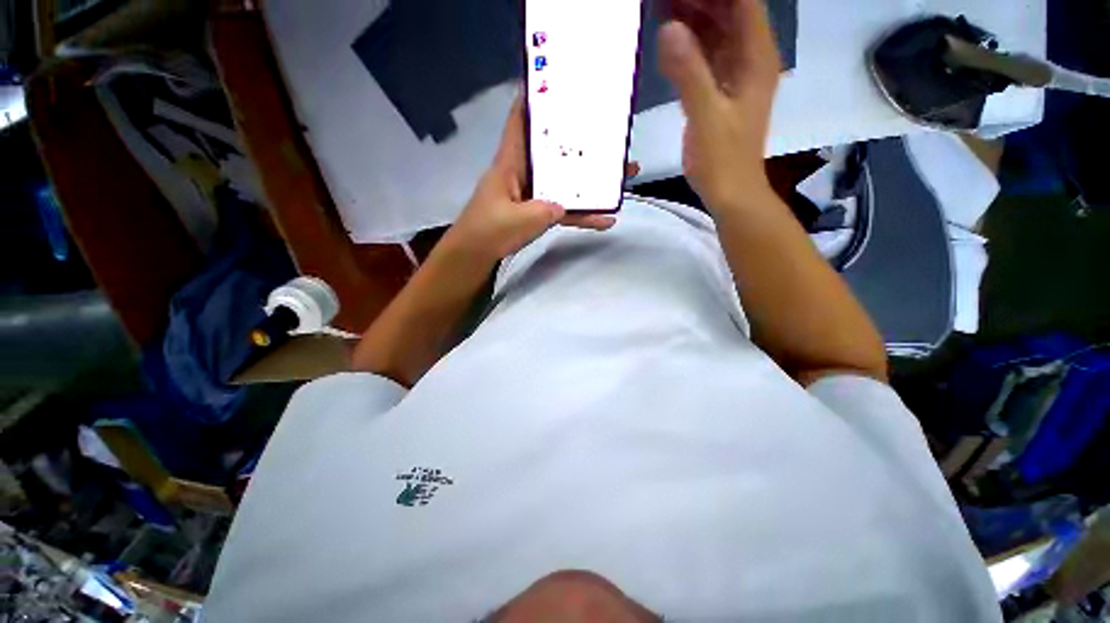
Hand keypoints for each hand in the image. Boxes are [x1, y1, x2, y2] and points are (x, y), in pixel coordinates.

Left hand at [446, 96, 636, 262]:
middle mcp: (524, 172)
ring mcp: (533, 194)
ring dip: (592, 180)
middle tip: (610, 135)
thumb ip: (544, 211)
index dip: (535, 99)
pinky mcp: (538, 213)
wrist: (476, 256)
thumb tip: (564, 206)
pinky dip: (582, 214)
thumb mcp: (517, 220)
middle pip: (555, 151)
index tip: (558, 82)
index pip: (521, 121)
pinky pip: (564, 209)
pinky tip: (605, 219)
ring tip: (623, 175)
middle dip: (582, 143)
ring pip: (566, 181)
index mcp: (511, 162)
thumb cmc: (488, 231)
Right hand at [658, 0, 780, 210]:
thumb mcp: (706, 117)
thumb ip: (689, 73)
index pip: (742, 4)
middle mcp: (749, 61)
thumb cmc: (723, 160)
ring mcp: (735, 77)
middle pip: (729, 13)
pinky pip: (707, 59)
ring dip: (693, 19)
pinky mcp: (721, 94)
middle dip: (699, 1)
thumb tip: (669, 29)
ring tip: (663, 7)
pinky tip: (670, 43)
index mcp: (755, 59)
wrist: (731, 192)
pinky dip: (690, 48)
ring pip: (717, 35)